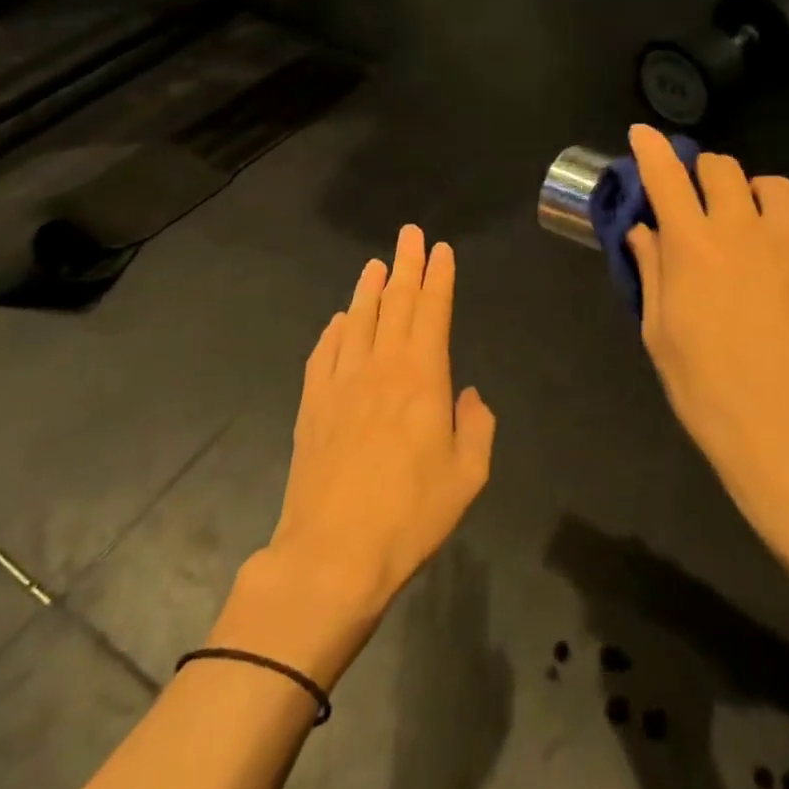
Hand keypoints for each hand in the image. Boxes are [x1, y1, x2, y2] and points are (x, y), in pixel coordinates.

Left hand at [228, 226, 493, 681]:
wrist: (332, 554)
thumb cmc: (410, 515)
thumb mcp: (468, 476)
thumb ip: (477, 426)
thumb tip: (468, 394)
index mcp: (422, 376)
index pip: (432, 310)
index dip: (438, 276)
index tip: (441, 249)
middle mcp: (380, 366)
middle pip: (396, 303)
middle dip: (407, 265)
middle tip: (409, 234)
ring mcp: (340, 383)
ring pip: (357, 320)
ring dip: (369, 289)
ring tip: (375, 264)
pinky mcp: (311, 405)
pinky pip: (323, 353)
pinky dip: (333, 330)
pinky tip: (338, 320)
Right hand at [625, 126, 788, 560]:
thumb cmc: (709, 390)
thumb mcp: (661, 334)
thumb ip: (653, 272)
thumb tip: (645, 231)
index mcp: (692, 245)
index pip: (666, 177)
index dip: (651, 149)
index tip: (642, 134)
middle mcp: (741, 228)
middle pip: (722, 168)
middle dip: (704, 173)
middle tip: (703, 199)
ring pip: (775, 184)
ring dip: (756, 192)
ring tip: (755, 219)